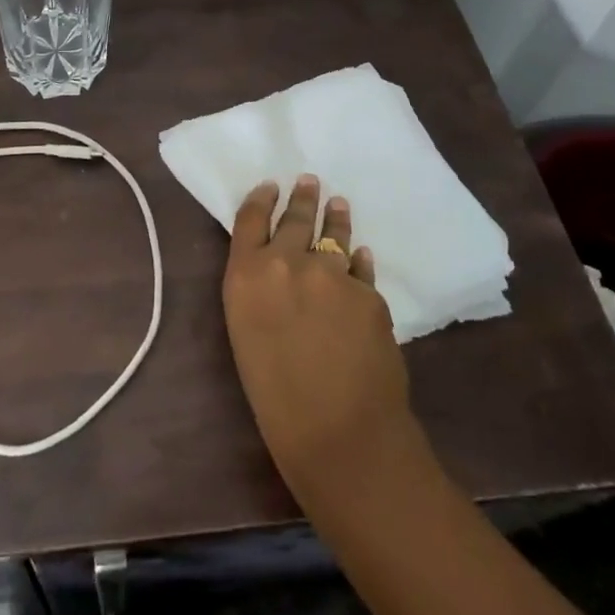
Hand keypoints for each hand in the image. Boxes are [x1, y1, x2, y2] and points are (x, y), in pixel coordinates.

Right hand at [222, 175, 415, 498]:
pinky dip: (359, 261)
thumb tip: (278, 272)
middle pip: (294, 218)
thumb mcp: (247, 332)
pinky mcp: (369, 293)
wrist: (338, 432)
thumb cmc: (275, 396)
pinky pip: (361, 269)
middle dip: (301, 198)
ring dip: (335, 217)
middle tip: (309, 181)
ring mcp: (332, 273)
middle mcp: (287, 262)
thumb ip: (258, 291)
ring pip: (333, 234)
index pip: (251, 219)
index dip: (261, 198)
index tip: (271, 185)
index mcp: (246, 275)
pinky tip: (362, 254)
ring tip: (338, 203)